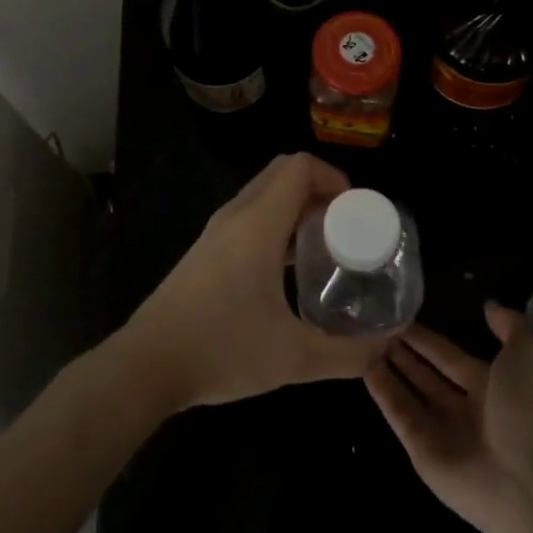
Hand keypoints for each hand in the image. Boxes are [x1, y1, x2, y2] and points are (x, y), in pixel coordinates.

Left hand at [117, 153, 388, 410]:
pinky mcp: (206, 251)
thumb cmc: (220, 350)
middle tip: (347, 229)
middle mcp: (235, 216)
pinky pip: (250, 217)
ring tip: (327, 248)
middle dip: (321, 190)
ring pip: (264, 196)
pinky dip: (277, 224)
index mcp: (257, 224)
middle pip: (283, 174)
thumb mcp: (293, 358)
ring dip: (298, 208)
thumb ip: (347, 354)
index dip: (335, 177)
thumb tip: (386, 347)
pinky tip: (291, 270)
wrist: (146, 365)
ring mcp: (216, 233)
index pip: (300, 167)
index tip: (357, 214)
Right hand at [366, 304, 532, 532]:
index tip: (403, 314)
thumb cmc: (528, 413)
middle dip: (404, 351)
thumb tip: (489, 306)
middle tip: (376, 324)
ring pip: (408, 391)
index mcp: (491, 386)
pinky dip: (381, 391)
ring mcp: (441, 430)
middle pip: (426, 373)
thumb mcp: (529, 356)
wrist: (527, 483)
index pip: (450, 356)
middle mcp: (464, 407)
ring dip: (389, 367)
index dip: (428, 338)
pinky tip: (362, 366)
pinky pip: (397, 413)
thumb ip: (511, 327)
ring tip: (363, 339)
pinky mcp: (420, 449)